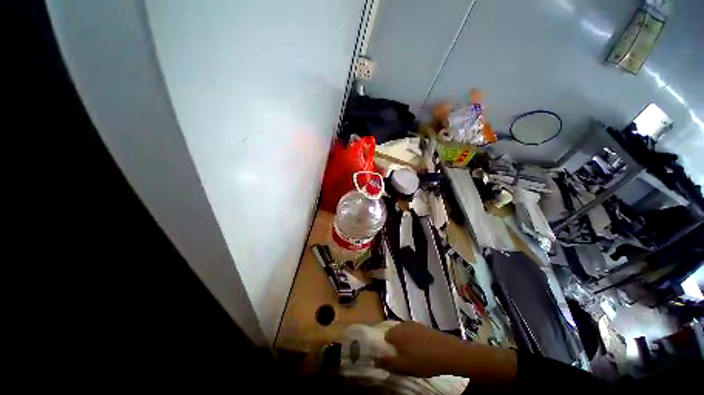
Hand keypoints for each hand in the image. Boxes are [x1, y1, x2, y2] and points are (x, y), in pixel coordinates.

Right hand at [374, 321, 517, 383]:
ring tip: (413, 358)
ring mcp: (414, 324)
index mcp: (395, 332)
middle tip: (402, 360)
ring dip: (405, 344)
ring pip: (404, 334)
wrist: (449, 353)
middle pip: (394, 334)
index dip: (386, 349)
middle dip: (395, 346)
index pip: (384, 338)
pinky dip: (414, 342)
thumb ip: (386, 362)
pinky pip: (413, 334)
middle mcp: (402, 324)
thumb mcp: (402, 367)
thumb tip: (373, 359)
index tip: (391, 359)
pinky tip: (422, 352)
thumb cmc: (423, 360)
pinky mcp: (424, 327)